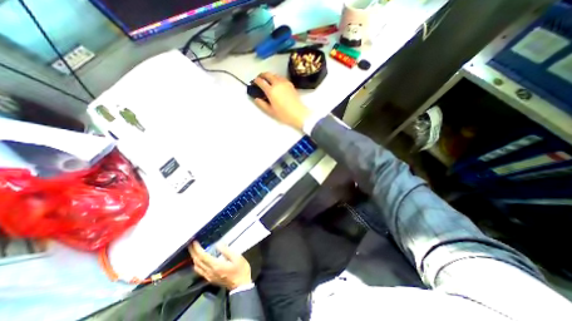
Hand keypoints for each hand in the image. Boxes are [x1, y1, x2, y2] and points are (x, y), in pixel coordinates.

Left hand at [190, 240, 250, 290]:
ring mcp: (209, 276)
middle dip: (193, 252)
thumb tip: (218, 244)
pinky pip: (200, 271)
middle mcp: (210, 272)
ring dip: (194, 258)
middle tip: (191, 244)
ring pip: (197, 267)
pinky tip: (199, 260)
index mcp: (216, 265)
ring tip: (194, 250)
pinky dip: (197, 264)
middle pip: (197, 262)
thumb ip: (226, 251)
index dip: (197, 249)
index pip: (202, 256)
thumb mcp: (237, 257)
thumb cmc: (240, 269)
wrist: (241, 285)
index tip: (194, 242)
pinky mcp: (210, 279)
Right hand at [253, 71, 310, 129]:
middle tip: (260, 79)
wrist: (299, 114)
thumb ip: (261, 104)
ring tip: (268, 81)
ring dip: (270, 76)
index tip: (254, 83)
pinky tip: (277, 84)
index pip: (261, 81)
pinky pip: (281, 77)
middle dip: (262, 75)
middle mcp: (277, 83)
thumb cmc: (284, 114)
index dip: (256, 81)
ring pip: (275, 74)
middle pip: (267, 74)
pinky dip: (276, 78)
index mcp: (271, 91)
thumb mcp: (270, 111)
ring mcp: (285, 83)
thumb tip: (256, 98)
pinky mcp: (290, 84)